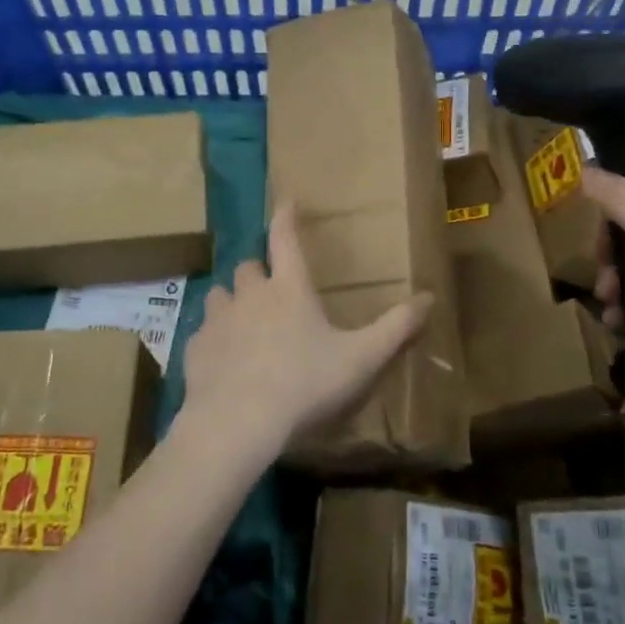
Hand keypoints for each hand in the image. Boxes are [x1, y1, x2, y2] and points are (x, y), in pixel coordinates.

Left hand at [178, 202, 432, 457]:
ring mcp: (217, 321)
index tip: (286, 201)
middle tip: (270, 288)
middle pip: (248, 267)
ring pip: (219, 295)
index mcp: (289, 290)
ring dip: (232, 302)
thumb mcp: (361, 358)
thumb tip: (430, 297)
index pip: (285, 239)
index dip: (286, 217)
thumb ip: (396, 328)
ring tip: (242, 321)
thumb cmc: (305, 383)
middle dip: (258, 271)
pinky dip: (213, 339)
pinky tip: (223, 360)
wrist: (239, 422)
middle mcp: (249, 295)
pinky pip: (202, 334)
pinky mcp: (195, 350)